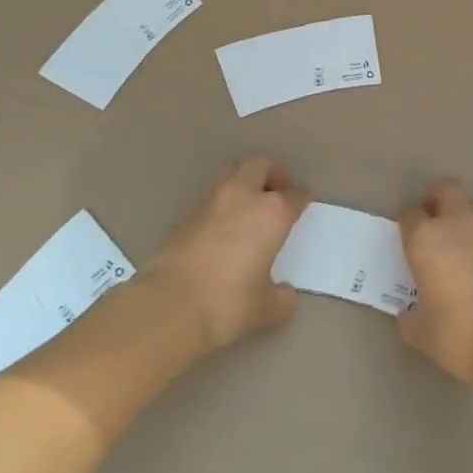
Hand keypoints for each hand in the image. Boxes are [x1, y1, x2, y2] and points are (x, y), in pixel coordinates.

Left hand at [146, 156, 308, 350]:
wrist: (168, 305)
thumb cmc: (227, 303)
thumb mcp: (265, 308)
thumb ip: (281, 298)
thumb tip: (286, 294)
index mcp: (271, 212)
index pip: (294, 196)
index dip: (301, 200)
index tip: (303, 206)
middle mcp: (242, 195)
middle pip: (261, 164)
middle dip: (272, 174)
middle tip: (277, 195)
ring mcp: (210, 199)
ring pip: (232, 172)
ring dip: (244, 182)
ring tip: (249, 208)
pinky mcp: (184, 212)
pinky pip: (211, 194)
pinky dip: (222, 201)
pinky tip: (222, 227)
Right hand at [397, 180, 472, 387]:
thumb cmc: (458, 334)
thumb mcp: (421, 332)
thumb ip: (410, 316)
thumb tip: (409, 313)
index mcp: (425, 238)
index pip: (409, 216)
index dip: (407, 228)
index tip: (407, 246)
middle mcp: (455, 224)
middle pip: (444, 190)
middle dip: (435, 202)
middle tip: (431, 229)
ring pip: (469, 208)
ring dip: (459, 220)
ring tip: (456, 253)